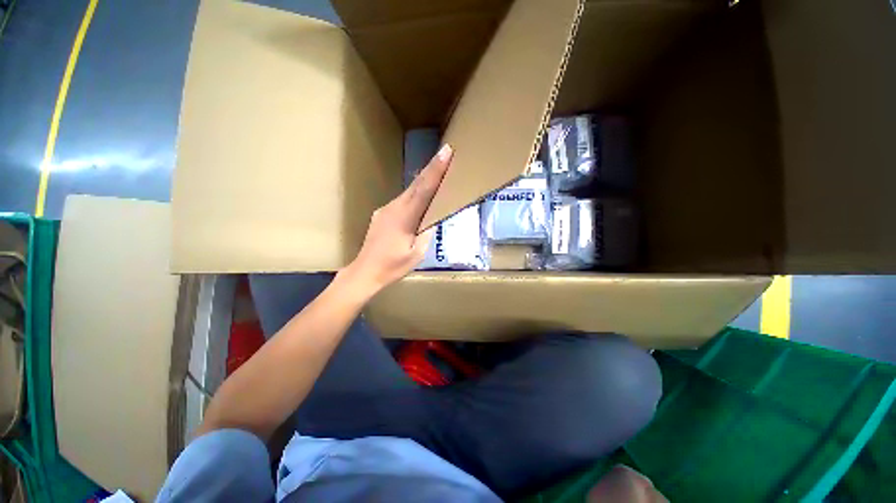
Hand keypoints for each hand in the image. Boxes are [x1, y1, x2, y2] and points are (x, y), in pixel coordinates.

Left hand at [340, 144, 452, 296]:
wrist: (365, 271)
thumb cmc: (393, 266)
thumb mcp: (417, 253)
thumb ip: (427, 233)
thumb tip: (432, 218)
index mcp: (405, 217)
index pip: (424, 189)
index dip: (435, 170)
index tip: (445, 152)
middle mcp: (394, 207)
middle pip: (416, 184)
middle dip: (431, 168)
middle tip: (444, 152)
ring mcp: (385, 209)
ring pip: (408, 191)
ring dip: (423, 181)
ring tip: (436, 173)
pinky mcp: (381, 214)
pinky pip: (401, 201)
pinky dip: (413, 195)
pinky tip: (419, 198)